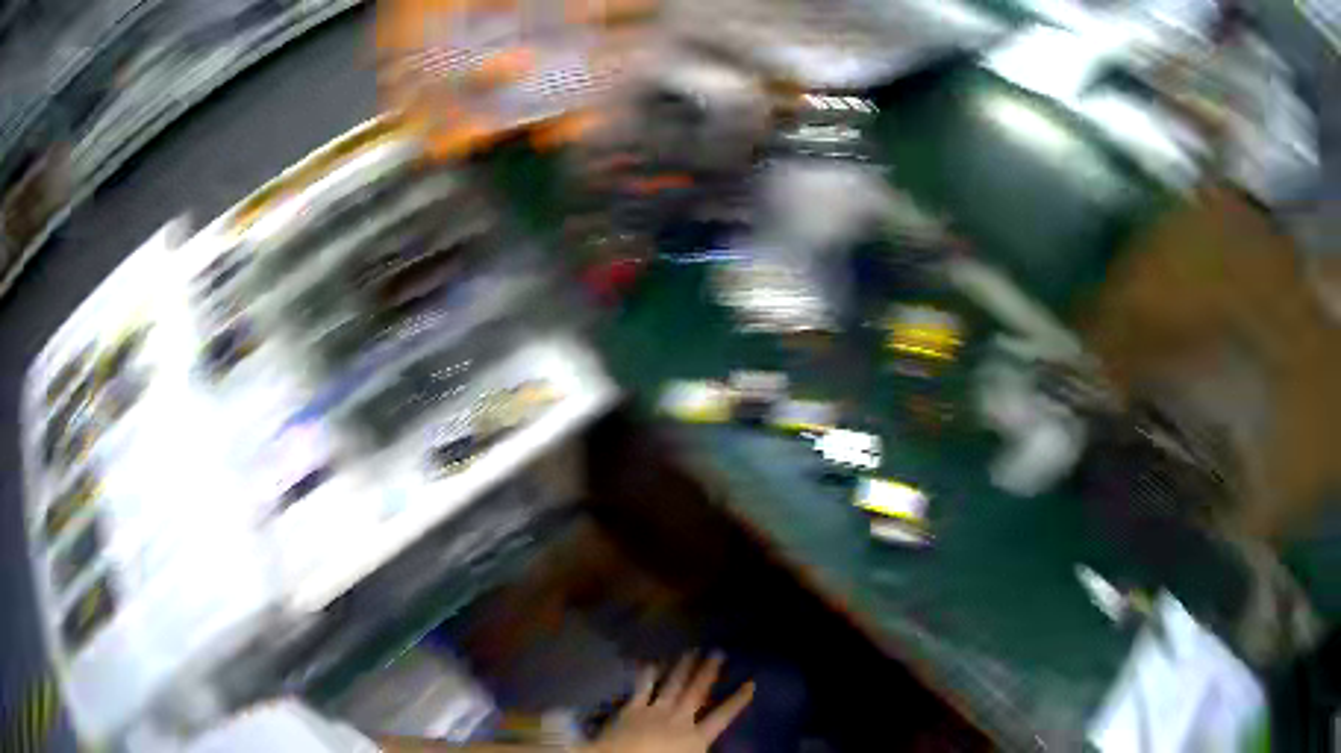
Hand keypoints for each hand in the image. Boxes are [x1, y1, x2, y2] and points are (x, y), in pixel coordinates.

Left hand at [585, 653, 753, 752]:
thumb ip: (703, 748)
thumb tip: (713, 743)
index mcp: (696, 738)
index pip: (723, 716)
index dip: (738, 700)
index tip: (750, 683)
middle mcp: (678, 719)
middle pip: (696, 692)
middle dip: (708, 672)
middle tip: (717, 652)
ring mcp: (654, 712)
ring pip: (672, 685)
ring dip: (682, 667)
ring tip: (690, 650)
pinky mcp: (630, 710)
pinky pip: (641, 688)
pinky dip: (647, 674)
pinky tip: (651, 661)